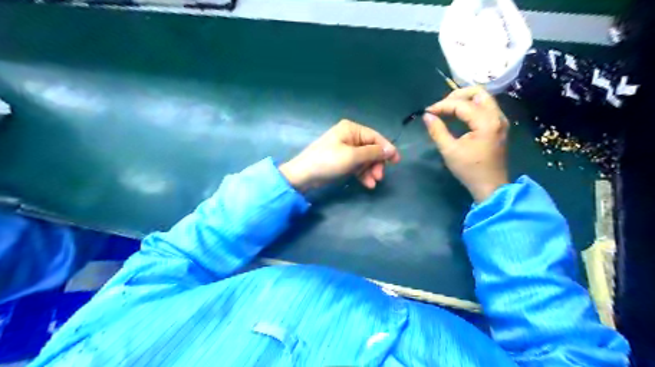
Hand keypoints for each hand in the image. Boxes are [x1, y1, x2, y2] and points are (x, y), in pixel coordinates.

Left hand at [277, 119, 399, 189]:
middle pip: (371, 149)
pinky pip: (357, 165)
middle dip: (376, 163)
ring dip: (370, 171)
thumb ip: (373, 153)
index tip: (396, 162)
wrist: (303, 175)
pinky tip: (367, 184)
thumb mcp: (353, 157)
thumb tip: (391, 150)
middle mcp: (349, 136)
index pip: (375, 137)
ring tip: (373, 183)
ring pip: (365, 159)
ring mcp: (345, 149)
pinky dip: (362, 174)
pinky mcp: (341, 160)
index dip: (387, 149)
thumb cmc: (328, 161)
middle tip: (380, 177)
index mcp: (351, 129)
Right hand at [422, 85, 508, 201]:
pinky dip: (471, 107)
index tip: (428, 111)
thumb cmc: (470, 170)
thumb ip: (437, 131)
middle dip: (457, 96)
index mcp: (486, 122)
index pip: (462, 104)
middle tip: (441, 106)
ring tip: (447, 110)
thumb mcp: (449, 151)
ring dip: (464, 100)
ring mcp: (500, 121)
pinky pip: (485, 107)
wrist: (490, 186)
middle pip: (478, 92)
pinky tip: (458, 116)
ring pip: (483, 98)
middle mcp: (497, 116)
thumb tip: (427, 116)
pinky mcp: (498, 126)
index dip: (442, 105)